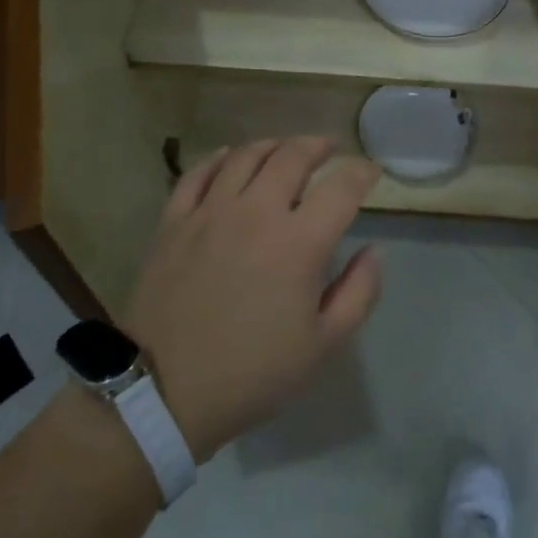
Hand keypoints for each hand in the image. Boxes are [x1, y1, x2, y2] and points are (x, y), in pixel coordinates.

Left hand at [123, 138, 382, 461]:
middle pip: (292, 156)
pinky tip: (230, 158)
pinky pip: (198, 173)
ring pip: (246, 155)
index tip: (371, 171)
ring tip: (285, 150)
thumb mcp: (323, 345)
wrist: (163, 392)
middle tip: (330, 149)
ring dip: (273, 145)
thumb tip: (374, 250)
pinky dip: (219, 158)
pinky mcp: (173, 221)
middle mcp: (256, 212)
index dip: (362, 172)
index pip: (342, 187)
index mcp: (298, 242)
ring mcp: (210, 212)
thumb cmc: (252, 373)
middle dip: (319, 146)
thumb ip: (359, 292)